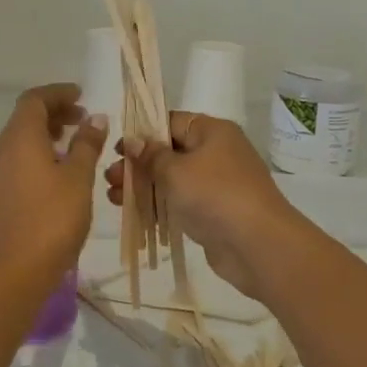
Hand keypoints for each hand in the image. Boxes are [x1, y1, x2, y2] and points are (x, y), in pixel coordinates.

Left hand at [0, 84, 108, 289]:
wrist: (14, 271)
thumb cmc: (52, 219)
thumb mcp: (78, 178)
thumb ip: (87, 144)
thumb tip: (95, 118)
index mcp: (20, 137)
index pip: (35, 99)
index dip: (58, 93)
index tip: (82, 96)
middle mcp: (3, 148)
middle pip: (26, 117)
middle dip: (55, 112)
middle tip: (84, 118)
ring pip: (21, 139)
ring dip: (47, 133)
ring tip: (76, 142)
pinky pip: (19, 159)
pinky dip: (39, 153)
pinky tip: (60, 171)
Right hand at [108, 112, 304, 297]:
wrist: (257, 245)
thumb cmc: (215, 195)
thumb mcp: (175, 171)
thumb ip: (151, 155)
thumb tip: (133, 141)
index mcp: (212, 131)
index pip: (170, 122)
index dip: (142, 133)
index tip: (117, 150)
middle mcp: (217, 152)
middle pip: (169, 152)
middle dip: (138, 165)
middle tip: (109, 178)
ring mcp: (217, 184)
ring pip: (173, 179)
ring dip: (143, 187)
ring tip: (114, 198)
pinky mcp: (215, 212)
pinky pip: (181, 202)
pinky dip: (159, 206)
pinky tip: (135, 215)